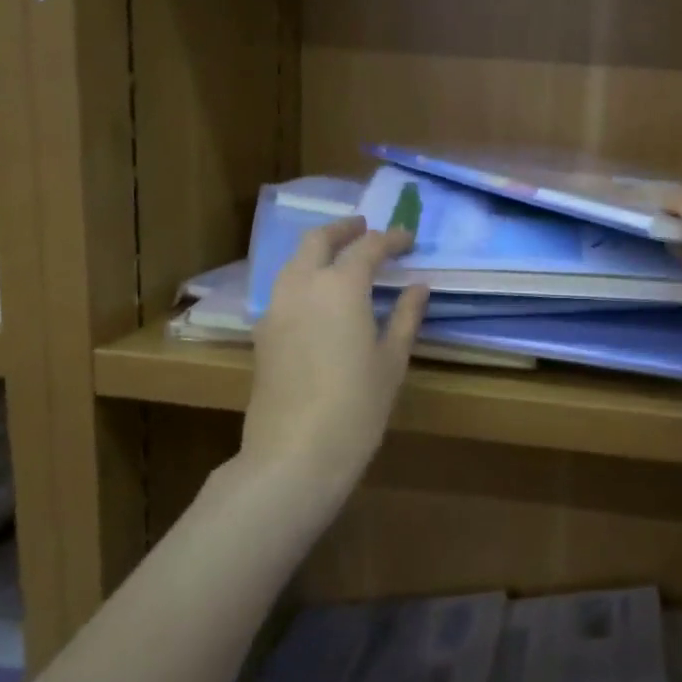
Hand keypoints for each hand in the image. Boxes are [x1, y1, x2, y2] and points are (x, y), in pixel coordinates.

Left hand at [243, 217, 428, 497]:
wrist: (295, 452)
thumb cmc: (357, 406)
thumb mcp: (392, 361)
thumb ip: (405, 317)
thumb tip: (418, 287)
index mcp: (340, 286)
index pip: (367, 248)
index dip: (390, 239)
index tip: (407, 239)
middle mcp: (302, 286)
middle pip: (318, 241)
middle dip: (343, 230)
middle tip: (365, 228)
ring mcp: (275, 308)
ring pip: (294, 262)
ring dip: (318, 251)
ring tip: (342, 258)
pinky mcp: (262, 333)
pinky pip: (284, 289)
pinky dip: (303, 278)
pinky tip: (319, 299)